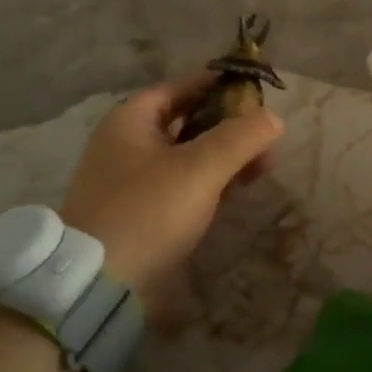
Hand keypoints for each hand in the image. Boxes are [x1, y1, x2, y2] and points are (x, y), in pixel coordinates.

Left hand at [61, 74, 283, 313]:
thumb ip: (239, 138)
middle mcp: (125, 146)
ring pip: (185, 158)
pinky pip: (180, 187)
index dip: (215, 86)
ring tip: (263, 167)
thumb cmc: (148, 212)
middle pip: (184, 123)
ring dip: (223, 158)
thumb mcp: (199, 169)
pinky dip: (208, 184)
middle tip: (265, 136)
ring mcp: (130, 183)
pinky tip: (235, 191)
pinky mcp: (139, 214)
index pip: (177, 88)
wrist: (99, 284)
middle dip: (228, 127)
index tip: (251, 90)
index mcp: (129, 122)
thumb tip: (273, 117)